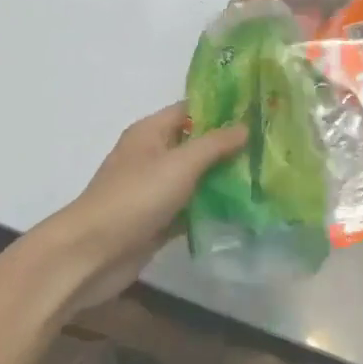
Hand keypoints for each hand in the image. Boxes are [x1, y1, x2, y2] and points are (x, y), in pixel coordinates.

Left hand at [30, 105, 246, 313]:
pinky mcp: (157, 221)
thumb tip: (244, 126)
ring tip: (266, 177)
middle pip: (195, 145)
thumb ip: (214, 145)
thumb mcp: (179, 164)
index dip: (222, 109)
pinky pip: (190, 208)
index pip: (190, 110)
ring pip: (195, 179)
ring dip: (223, 180)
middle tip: (270, 148)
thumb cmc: (135, 198)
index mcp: (150, 132)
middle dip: (229, 147)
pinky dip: (211, 209)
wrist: (92, 254)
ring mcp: (154, 190)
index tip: (257, 111)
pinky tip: (243, 210)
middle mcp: (152, 156)